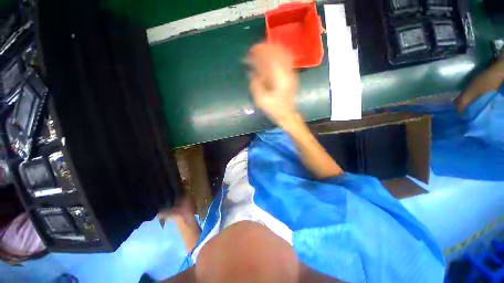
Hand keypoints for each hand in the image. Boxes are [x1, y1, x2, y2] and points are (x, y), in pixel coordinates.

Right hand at [247, 43, 297, 125]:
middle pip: (277, 53)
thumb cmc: (274, 109)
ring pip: (283, 54)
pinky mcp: (291, 76)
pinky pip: (286, 60)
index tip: (251, 50)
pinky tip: (271, 57)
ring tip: (262, 51)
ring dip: (272, 51)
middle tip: (255, 50)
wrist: (287, 114)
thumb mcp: (261, 100)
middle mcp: (286, 72)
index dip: (260, 52)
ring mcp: (291, 73)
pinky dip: (277, 56)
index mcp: (279, 78)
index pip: (270, 58)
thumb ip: (255, 85)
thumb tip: (251, 72)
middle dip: (265, 49)